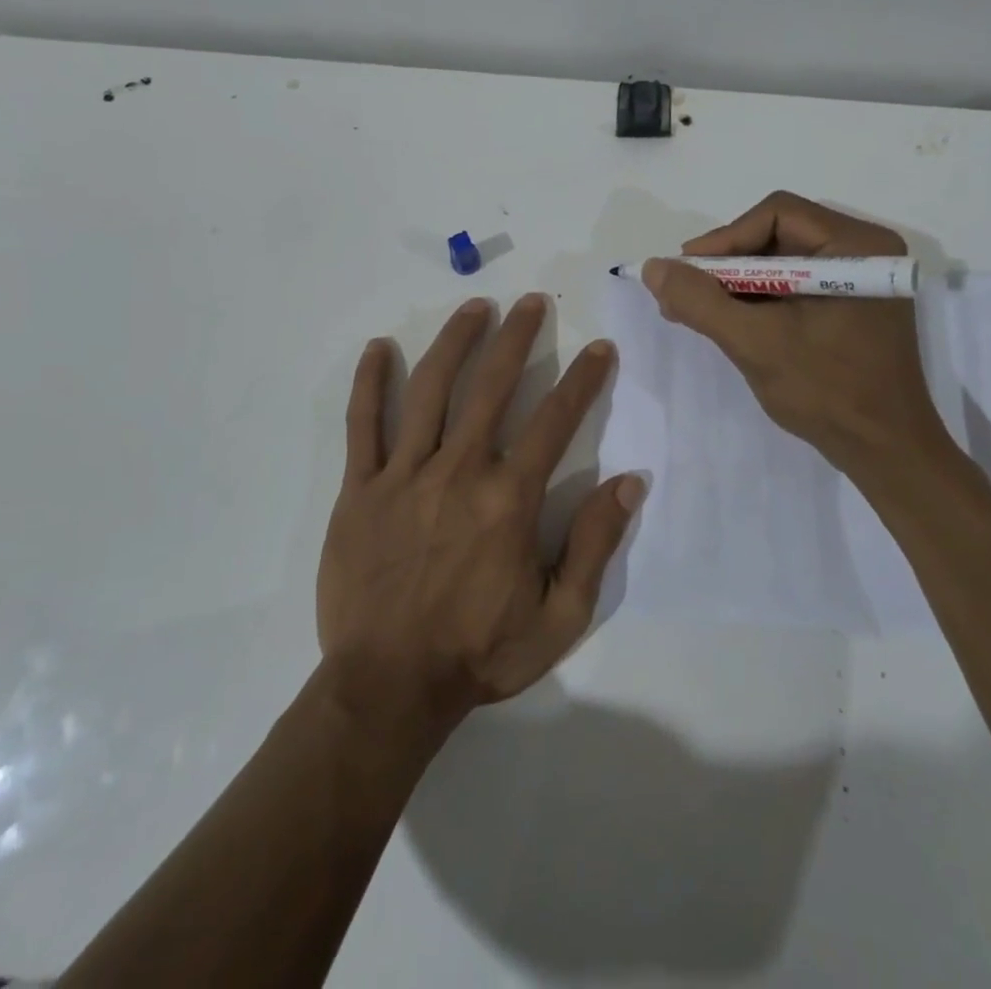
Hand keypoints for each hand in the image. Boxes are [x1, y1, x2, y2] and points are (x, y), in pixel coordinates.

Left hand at [317, 294, 643, 731]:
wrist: (389, 687)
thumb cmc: (479, 653)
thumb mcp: (560, 617)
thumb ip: (595, 544)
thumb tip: (630, 481)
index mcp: (509, 500)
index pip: (555, 421)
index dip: (583, 379)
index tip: (599, 348)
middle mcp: (459, 471)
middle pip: (491, 387)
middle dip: (517, 338)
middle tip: (531, 302)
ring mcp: (404, 475)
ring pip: (430, 390)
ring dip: (455, 342)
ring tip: (475, 307)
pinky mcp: (360, 489)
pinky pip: (363, 425)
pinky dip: (370, 383)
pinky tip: (379, 347)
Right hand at [642, 191, 959, 479]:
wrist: (885, 453)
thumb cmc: (828, 392)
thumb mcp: (755, 342)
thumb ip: (701, 301)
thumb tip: (652, 267)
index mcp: (856, 246)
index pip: (776, 215)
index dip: (724, 239)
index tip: (686, 272)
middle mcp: (863, 251)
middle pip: (777, 236)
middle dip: (726, 265)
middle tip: (684, 293)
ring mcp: (858, 281)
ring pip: (781, 262)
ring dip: (736, 284)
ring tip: (695, 311)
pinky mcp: (849, 307)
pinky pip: (793, 287)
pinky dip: (757, 300)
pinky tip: (726, 322)